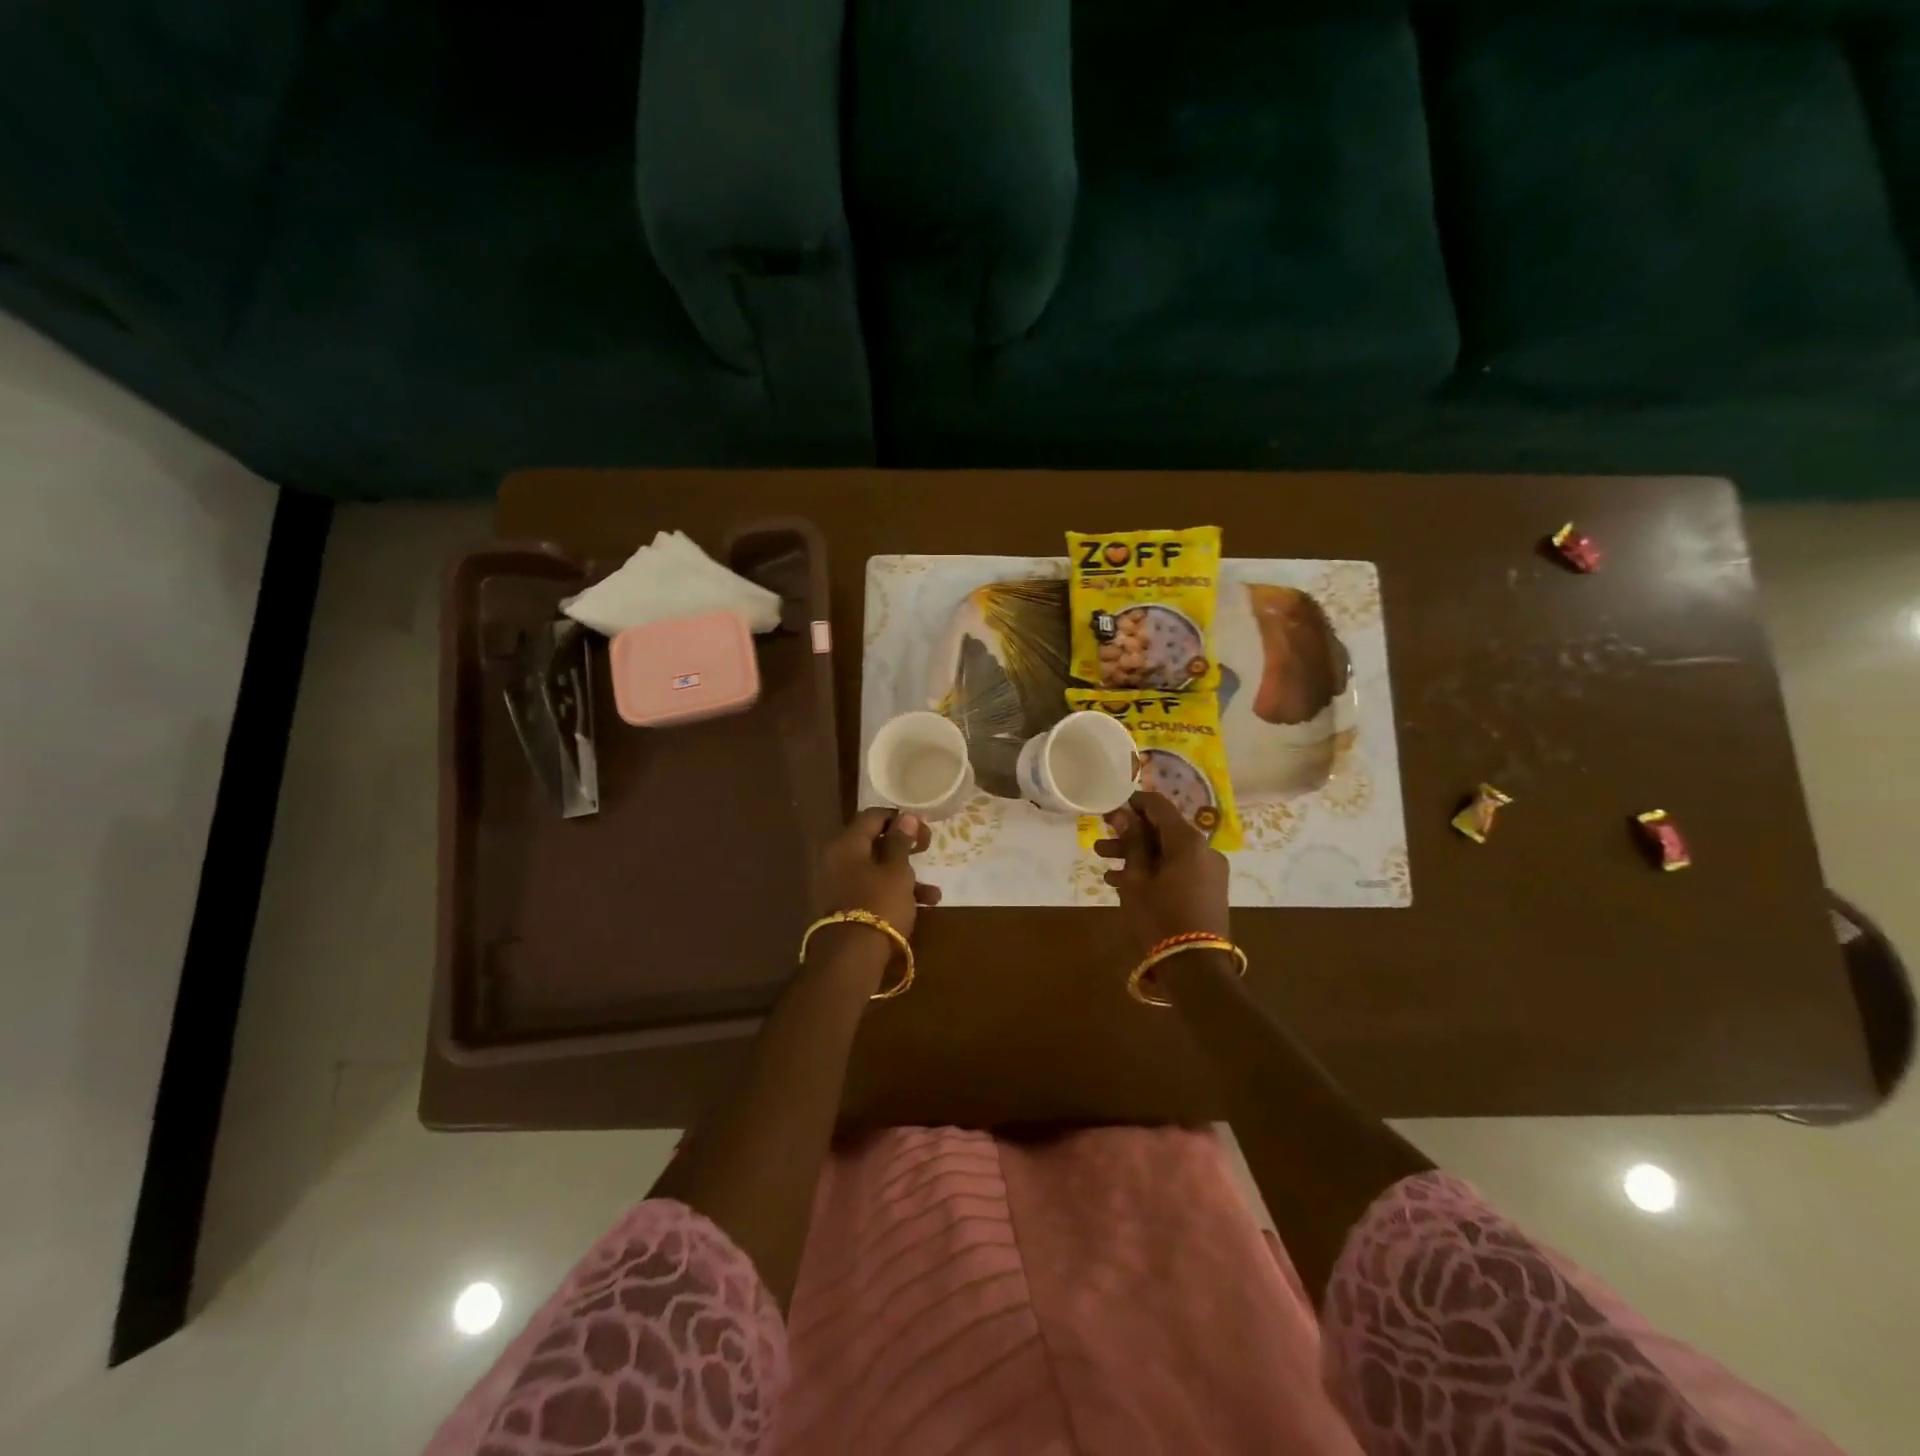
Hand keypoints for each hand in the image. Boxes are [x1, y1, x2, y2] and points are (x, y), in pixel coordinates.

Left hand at [813, 808, 941, 945]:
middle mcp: (837, 860)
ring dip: (905, 876)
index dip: (899, 818)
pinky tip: (923, 907)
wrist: (851, 959)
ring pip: (876, 870)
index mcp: (846, 844)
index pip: (872, 816)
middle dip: (904, 848)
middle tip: (926, 851)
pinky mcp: (845, 908)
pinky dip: (894, 894)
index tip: (922, 828)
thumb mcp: (897, 870)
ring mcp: (838, 885)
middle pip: (873, 843)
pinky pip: (872, 891)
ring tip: (933, 892)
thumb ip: (901, 841)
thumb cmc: (879, 904)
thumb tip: (906, 816)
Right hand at [1094, 791, 1229, 952]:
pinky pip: (1177, 868)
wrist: (1195, 967)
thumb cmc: (1160, 917)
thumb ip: (1131, 842)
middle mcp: (1204, 849)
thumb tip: (1123, 814)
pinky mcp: (1208, 889)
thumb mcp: (1137, 878)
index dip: (1132, 803)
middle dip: (1130, 833)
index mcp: (1188, 840)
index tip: (1108, 810)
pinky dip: (1154, 870)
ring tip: (1104, 862)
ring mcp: (1209, 870)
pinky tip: (1121, 881)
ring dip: (1138, 854)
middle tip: (1101, 840)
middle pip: (1163, 829)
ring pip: (1168, 851)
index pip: (1158, 805)